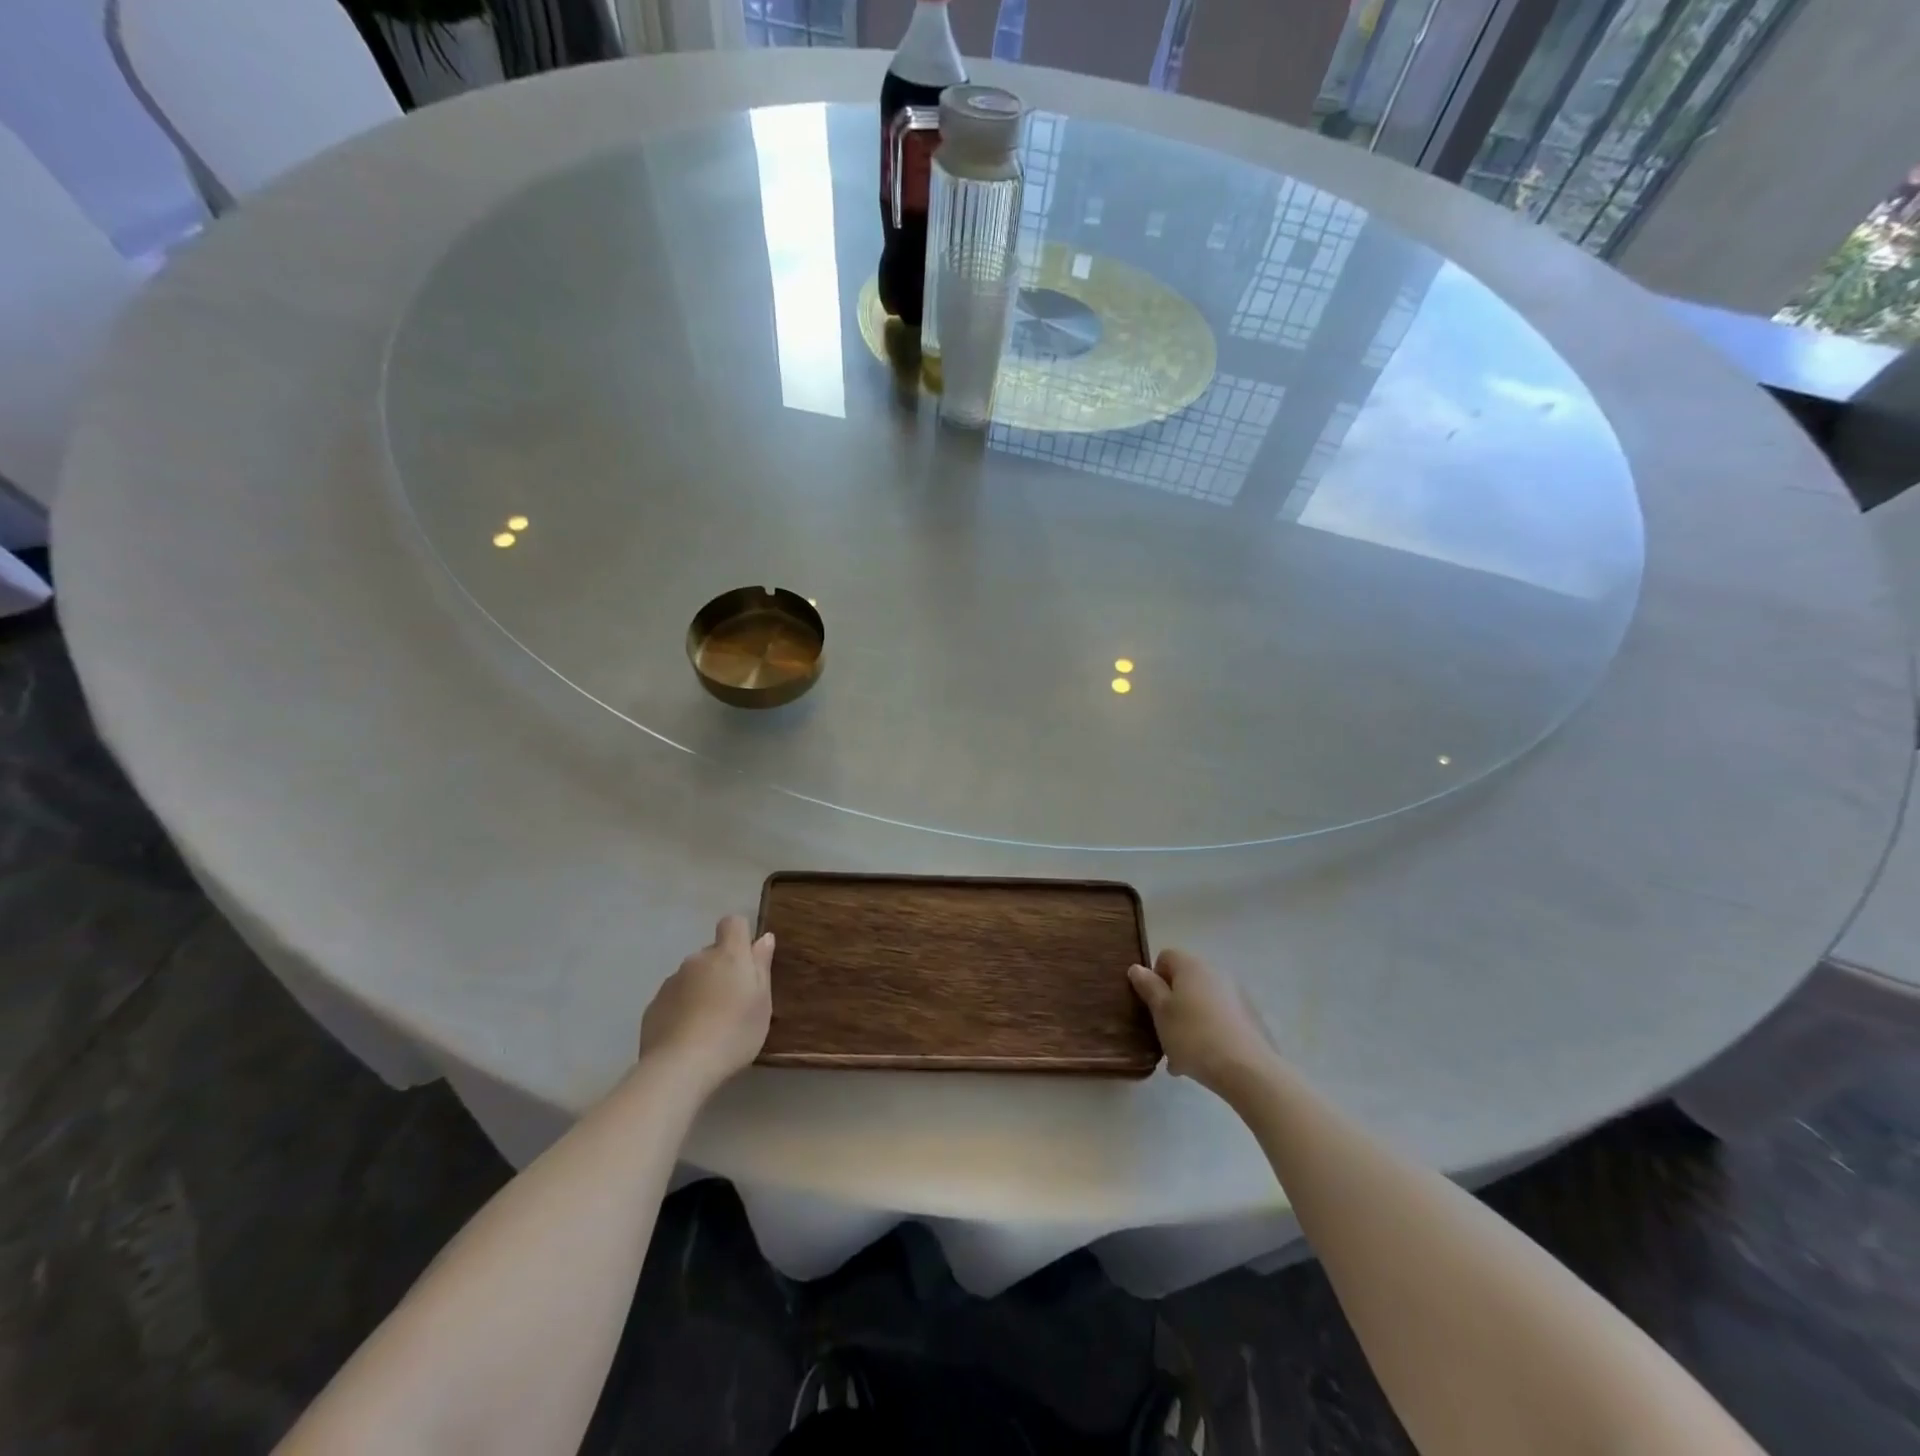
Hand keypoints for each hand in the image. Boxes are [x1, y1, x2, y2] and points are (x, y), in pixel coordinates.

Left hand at [639, 916, 773, 1089]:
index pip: (733, 923)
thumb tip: (763, 938)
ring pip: (692, 976)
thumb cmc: (734, 1032)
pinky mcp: (653, 1006)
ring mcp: (671, 982)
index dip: (740, 935)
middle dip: (721, 969)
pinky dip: (681, 1009)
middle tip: (732, 1002)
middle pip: (712, 953)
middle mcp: (697, 960)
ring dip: (700, 989)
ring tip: (708, 1024)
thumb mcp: (762, 1002)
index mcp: (728, 955)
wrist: (680, 1067)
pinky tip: (687, 1036)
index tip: (747, 960)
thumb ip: (761, 966)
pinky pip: (674, 998)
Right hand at [1128, 950, 1279, 1100]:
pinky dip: (1209, 1032)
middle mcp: (1216, 972)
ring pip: (1202, 1003)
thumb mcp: (1161, 1012)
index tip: (1151, 1005)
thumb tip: (1137, 968)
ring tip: (1181, 1055)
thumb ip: (1148, 987)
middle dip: (1171, 1004)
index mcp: (1191, 966)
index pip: (1165, 957)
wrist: (1248, 1070)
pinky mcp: (1251, 1018)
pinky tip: (1203, 1060)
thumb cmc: (1194, 1036)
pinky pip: (1220, 1019)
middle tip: (1163, 1033)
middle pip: (1185, 981)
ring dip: (1189, 1021)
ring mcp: (1237, 995)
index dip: (1154, 978)